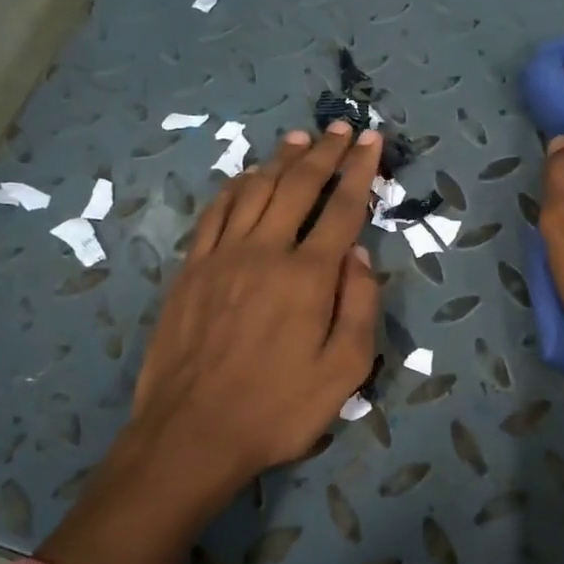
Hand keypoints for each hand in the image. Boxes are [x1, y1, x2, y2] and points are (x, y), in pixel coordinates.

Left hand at [131, 120, 382, 485]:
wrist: (193, 434)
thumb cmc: (278, 409)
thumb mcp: (343, 371)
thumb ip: (358, 307)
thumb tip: (358, 256)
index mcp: (308, 276)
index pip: (342, 209)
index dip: (360, 172)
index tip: (372, 142)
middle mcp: (265, 252)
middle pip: (298, 187)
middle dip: (324, 154)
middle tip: (340, 128)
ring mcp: (222, 257)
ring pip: (254, 191)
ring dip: (280, 161)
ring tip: (298, 139)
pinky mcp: (191, 270)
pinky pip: (215, 213)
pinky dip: (235, 187)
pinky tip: (246, 178)